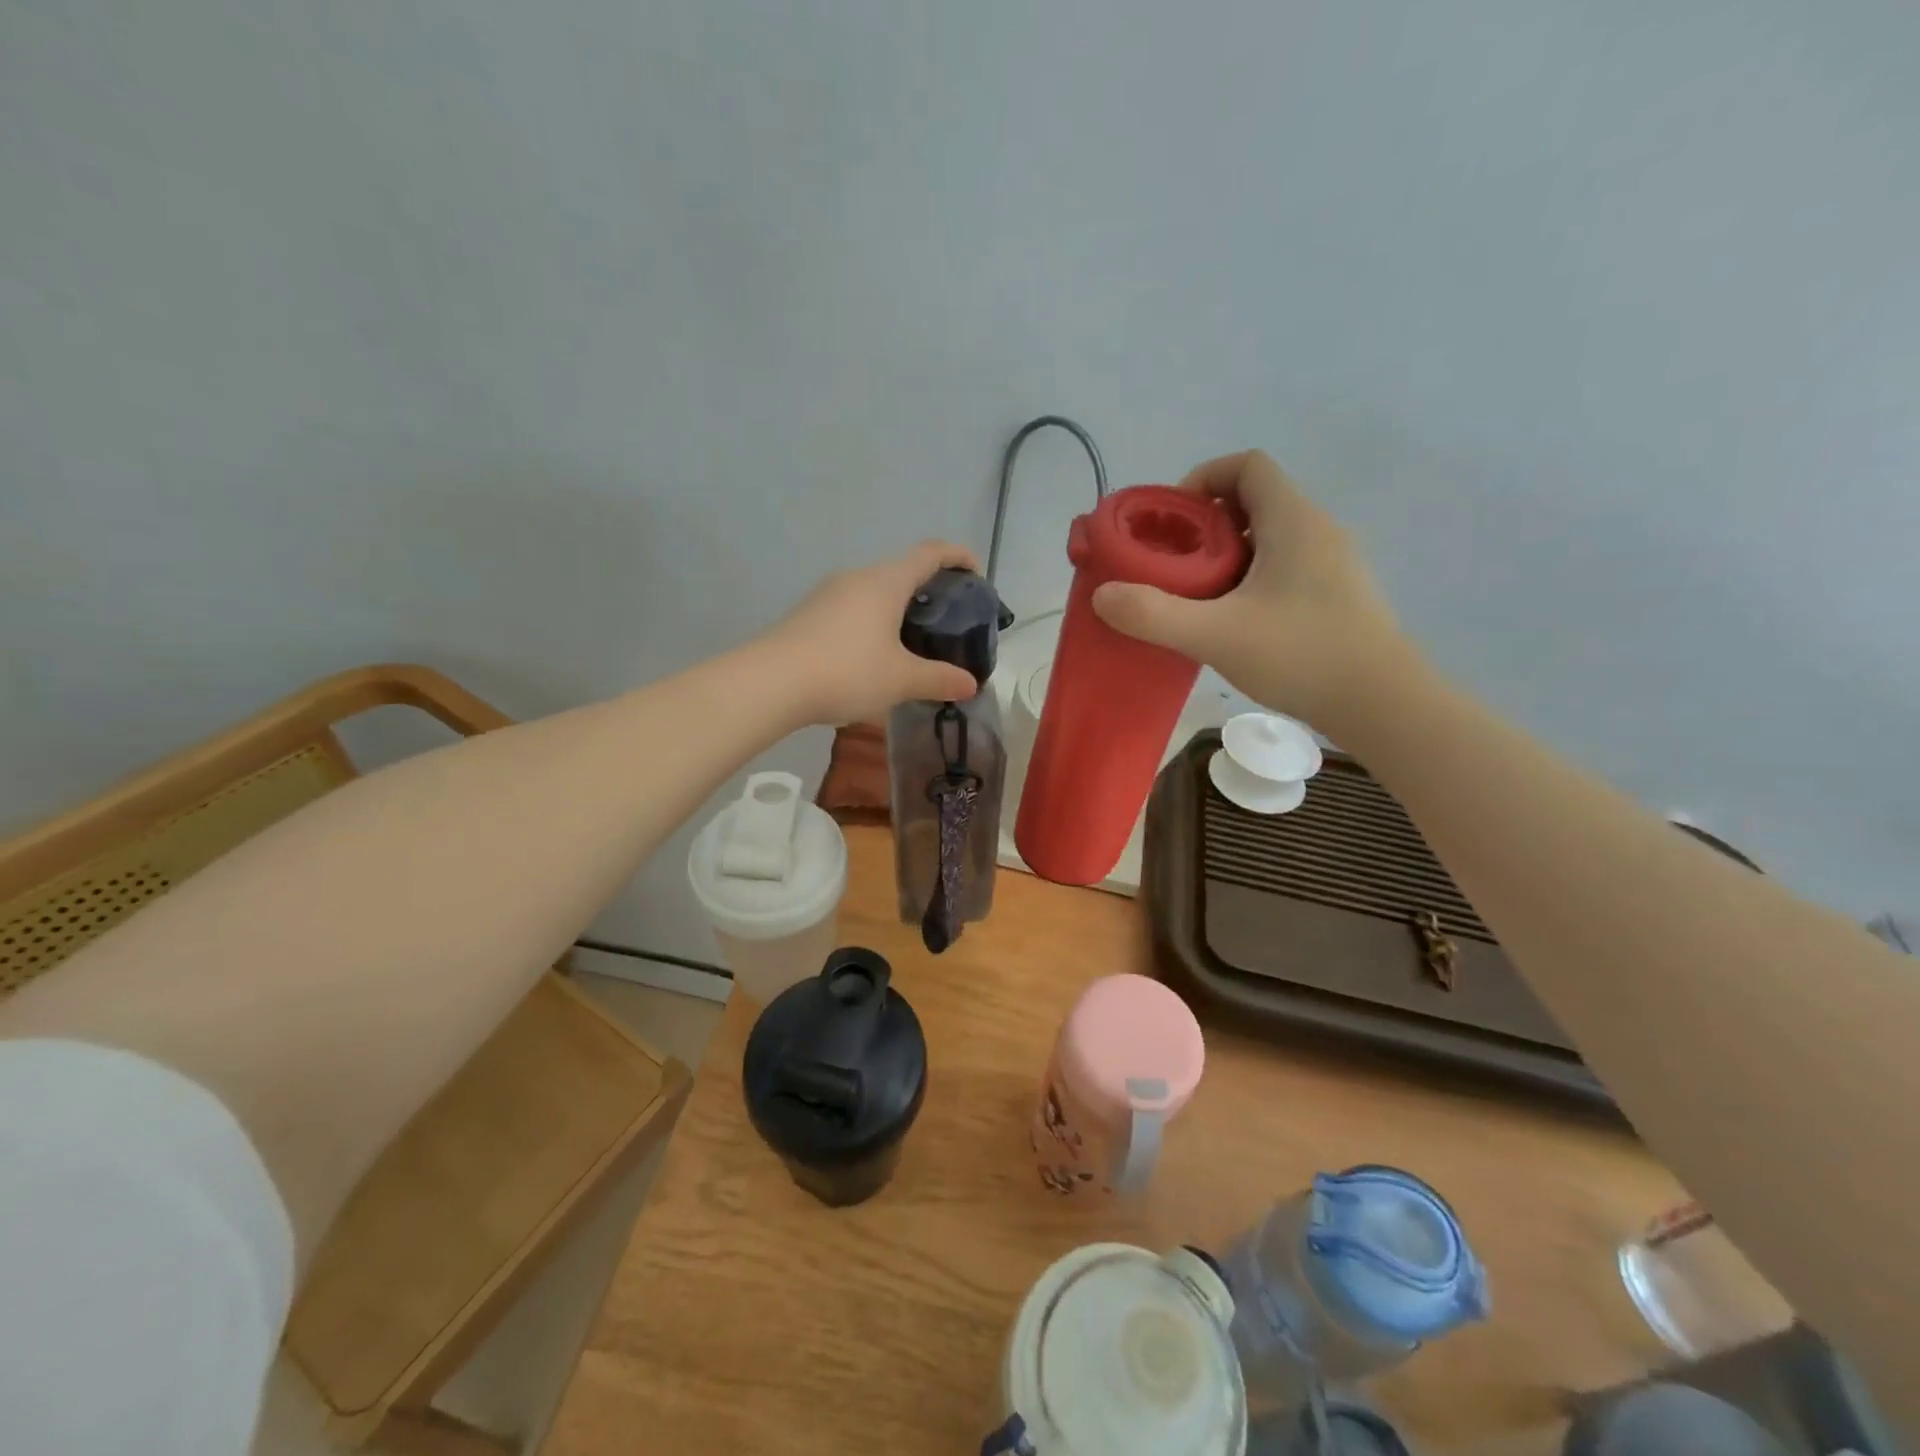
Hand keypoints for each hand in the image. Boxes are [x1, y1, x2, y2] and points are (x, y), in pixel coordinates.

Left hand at [763, 541, 983, 725]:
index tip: (975, 572)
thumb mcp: (901, 680)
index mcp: (886, 582)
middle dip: (928, 590)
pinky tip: (871, 657)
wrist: (770, 683)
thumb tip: (970, 684)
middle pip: (901, 571)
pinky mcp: (808, 614)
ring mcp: (827, 594)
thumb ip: (939, 679)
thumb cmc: (846, 671)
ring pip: (873, 592)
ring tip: (911, 643)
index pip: (930, 553)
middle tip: (946, 622)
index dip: (958, 556)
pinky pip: (851, 609)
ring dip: (897, 609)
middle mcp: (857, 577)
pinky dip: (871, 623)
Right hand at [1091, 451, 1406, 729]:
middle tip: (1173, 564)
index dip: (1202, 479)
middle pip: (1254, 500)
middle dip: (1205, 524)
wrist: (1383, 704)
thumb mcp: (1216, 635)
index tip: (1171, 520)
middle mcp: (1318, 529)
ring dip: (1228, 554)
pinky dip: (1252, 578)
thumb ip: (1154, 615)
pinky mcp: (1338, 594)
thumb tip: (1102, 596)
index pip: (1246, 465)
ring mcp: (1333, 562)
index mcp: (1293, 520)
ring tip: (1196, 595)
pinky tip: (1235, 621)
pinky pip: (1285, 566)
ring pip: (1270, 536)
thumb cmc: (1302, 655)